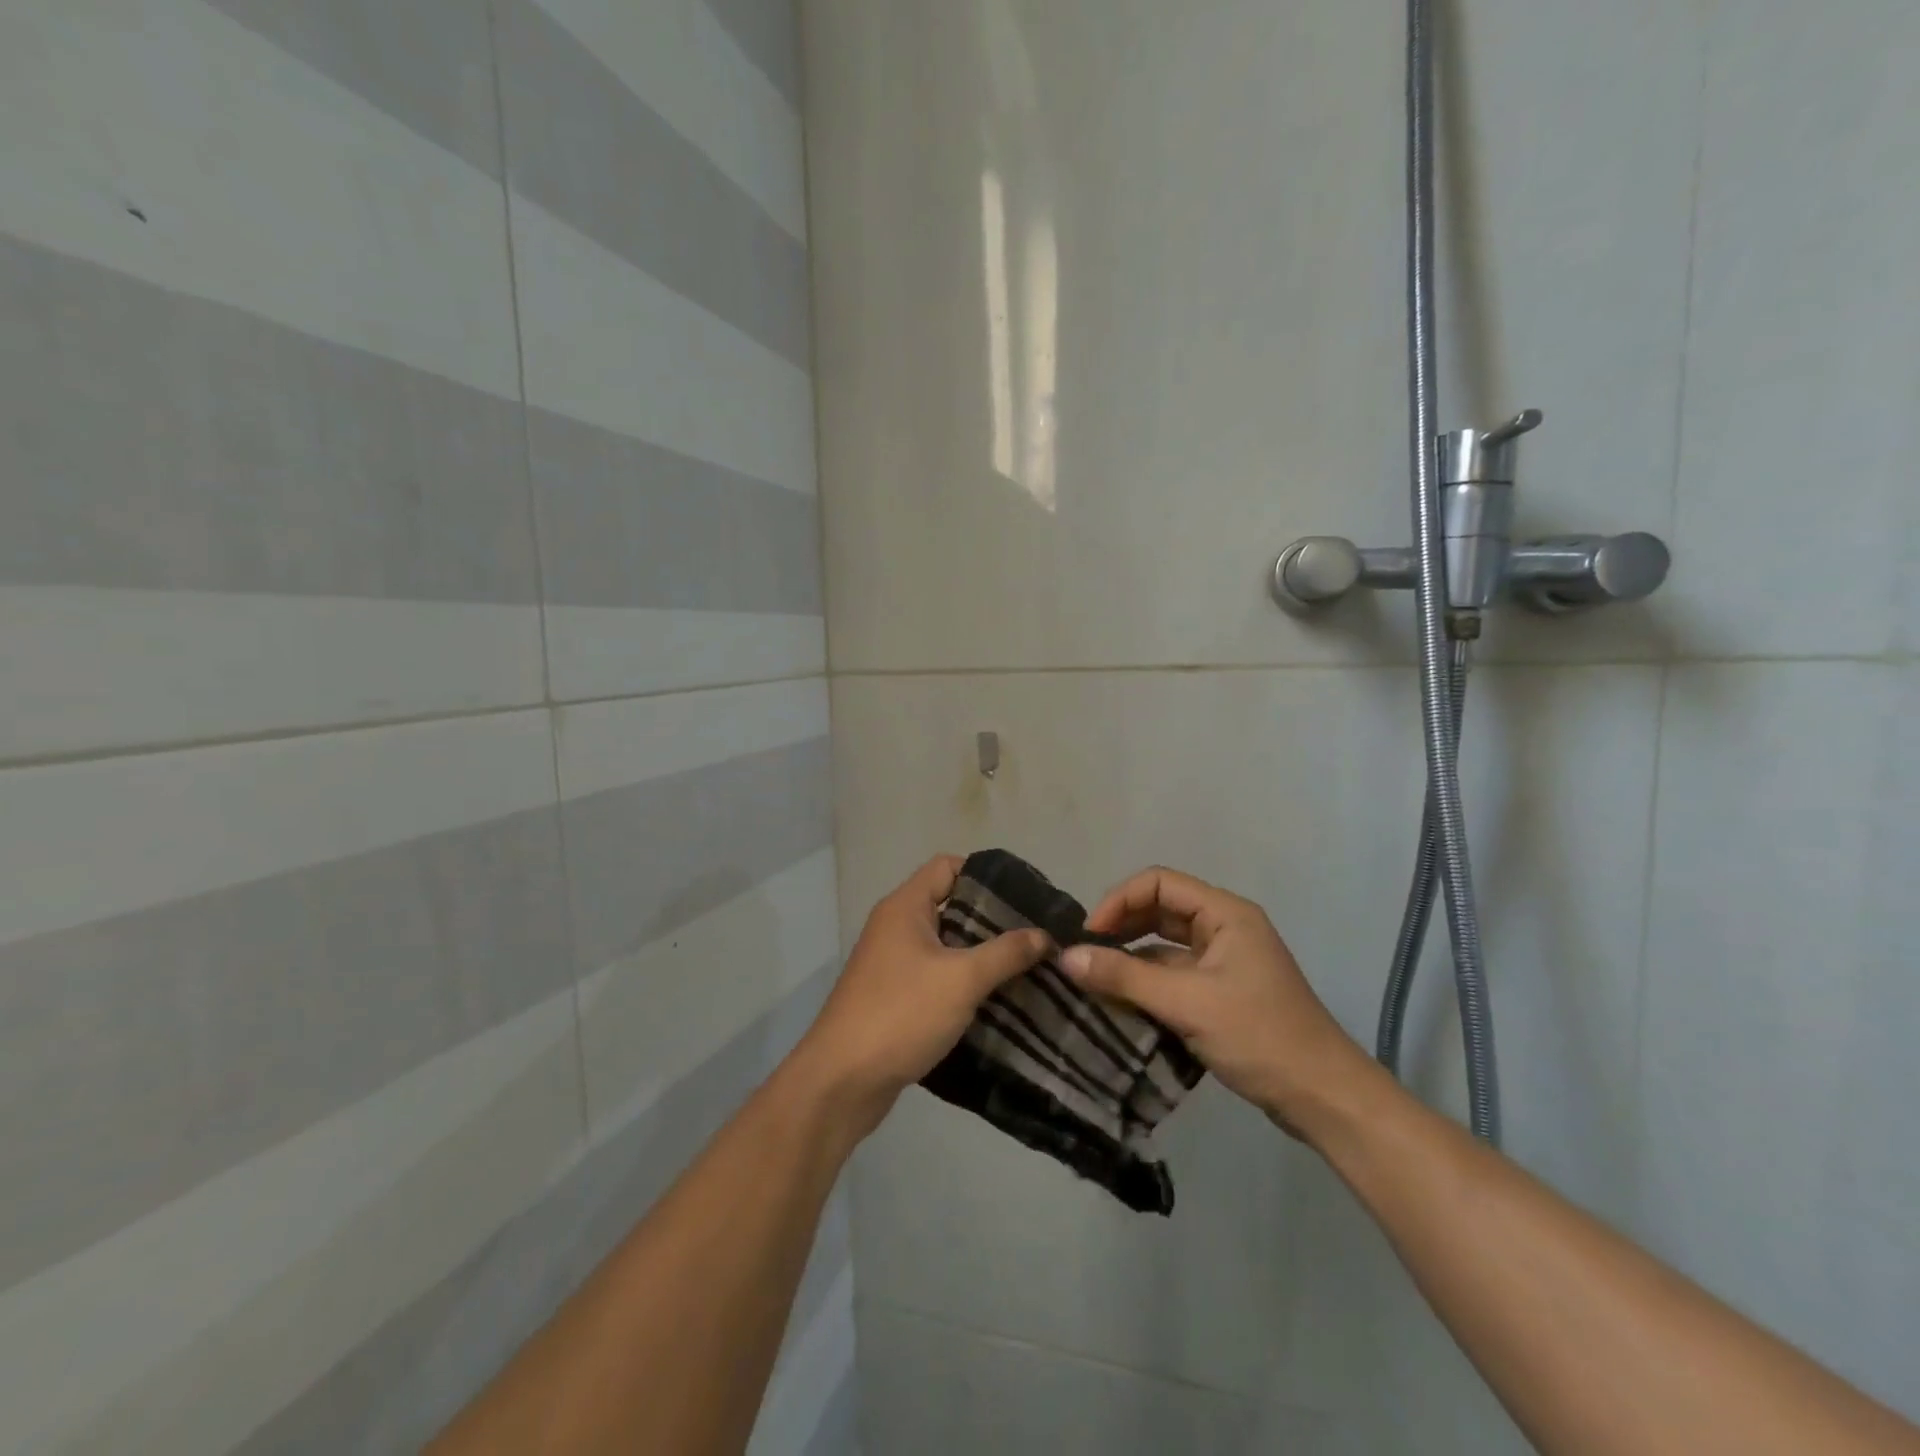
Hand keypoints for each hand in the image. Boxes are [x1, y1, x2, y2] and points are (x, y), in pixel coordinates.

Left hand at [791, 856, 1049, 1132]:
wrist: (842, 1081)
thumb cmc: (901, 1014)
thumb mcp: (962, 979)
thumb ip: (1006, 953)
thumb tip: (1045, 934)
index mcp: (905, 907)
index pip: (948, 866)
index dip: (985, 875)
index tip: (1024, 898)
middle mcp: (895, 927)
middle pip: (950, 905)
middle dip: (991, 920)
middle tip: (1034, 936)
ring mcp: (892, 963)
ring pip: (945, 945)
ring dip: (980, 955)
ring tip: (1025, 967)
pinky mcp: (894, 996)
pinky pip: (936, 975)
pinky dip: (963, 982)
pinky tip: (996, 999)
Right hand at [1060, 866, 1369, 1133]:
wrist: (1324, 1098)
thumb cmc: (1260, 1037)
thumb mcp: (1187, 1004)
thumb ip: (1124, 978)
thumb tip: (1065, 957)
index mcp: (1225, 914)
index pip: (1159, 883)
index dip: (1119, 901)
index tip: (1090, 935)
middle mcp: (1224, 928)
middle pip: (1160, 909)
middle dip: (1122, 926)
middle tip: (1086, 954)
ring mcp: (1225, 961)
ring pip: (1165, 944)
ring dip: (1131, 956)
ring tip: (1095, 977)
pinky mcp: (1222, 992)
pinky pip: (1174, 973)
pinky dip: (1147, 982)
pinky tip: (1121, 1002)